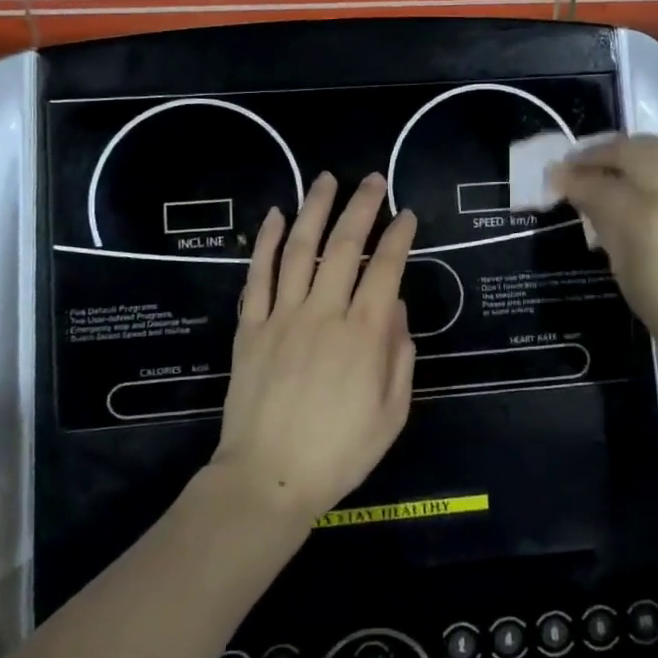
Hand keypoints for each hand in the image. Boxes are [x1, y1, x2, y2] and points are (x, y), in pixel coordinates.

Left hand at [211, 171, 417, 525]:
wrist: (269, 478)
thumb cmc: (340, 451)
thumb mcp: (392, 412)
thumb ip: (400, 355)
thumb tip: (396, 307)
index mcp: (364, 335)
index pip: (387, 269)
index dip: (399, 237)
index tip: (407, 214)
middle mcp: (324, 314)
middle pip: (344, 247)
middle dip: (362, 207)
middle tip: (372, 179)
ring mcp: (283, 316)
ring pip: (299, 249)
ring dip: (314, 210)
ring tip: (326, 179)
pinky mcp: (251, 327)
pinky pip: (258, 276)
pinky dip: (265, 242)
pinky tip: (274, 216)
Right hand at [550, 136, 657, 399]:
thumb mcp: (627, 275)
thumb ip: (607, 228)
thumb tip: (586, 201)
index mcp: (649, 220)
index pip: (600, 185)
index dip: (571, 180)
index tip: (552, 179)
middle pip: (630, 150)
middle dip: (597, 153)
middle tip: (575, 165)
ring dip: (626, 150)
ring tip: (606, 164)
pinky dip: (651, 162)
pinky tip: (638, 180)